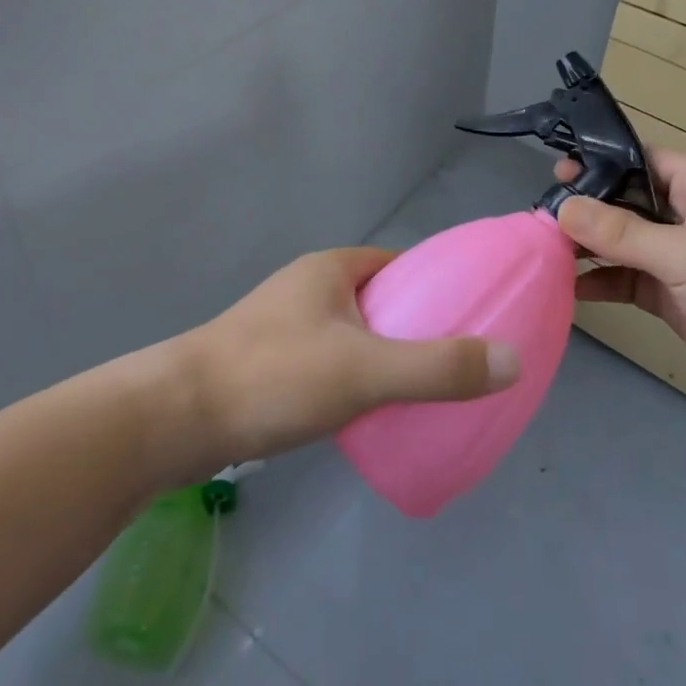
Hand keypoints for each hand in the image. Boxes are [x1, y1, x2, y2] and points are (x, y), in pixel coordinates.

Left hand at [172, 248, 519, 474]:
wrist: (174, 419)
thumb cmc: (273, 377)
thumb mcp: (365, 371)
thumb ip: (438, 368)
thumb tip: (512, 360)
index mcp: (332, 269)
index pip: (401, 266)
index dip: (437, 288)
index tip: (471, 319)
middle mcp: (308, 287)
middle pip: (379, 300)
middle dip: (414, 327)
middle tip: (451, 365)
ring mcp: (283, 325)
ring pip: (351, 334)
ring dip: (382, 356)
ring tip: (416, 393)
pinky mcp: (267, 363)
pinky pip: (327, 362)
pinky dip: (352, 379)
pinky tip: (364, 414)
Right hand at [555, 151, 685, 429]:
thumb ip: (620, 232)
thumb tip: (561, 208)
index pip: (639, 160)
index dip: (597, 163)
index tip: (553, 176)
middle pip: (625, 202)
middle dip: (585, 210)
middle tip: (537, 218)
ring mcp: (683, 259)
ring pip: (624, 243)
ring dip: (588, 248)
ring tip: (542, 251)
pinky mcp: (678, 298)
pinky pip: (630, 280)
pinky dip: (603, 282)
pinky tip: (569, 288)